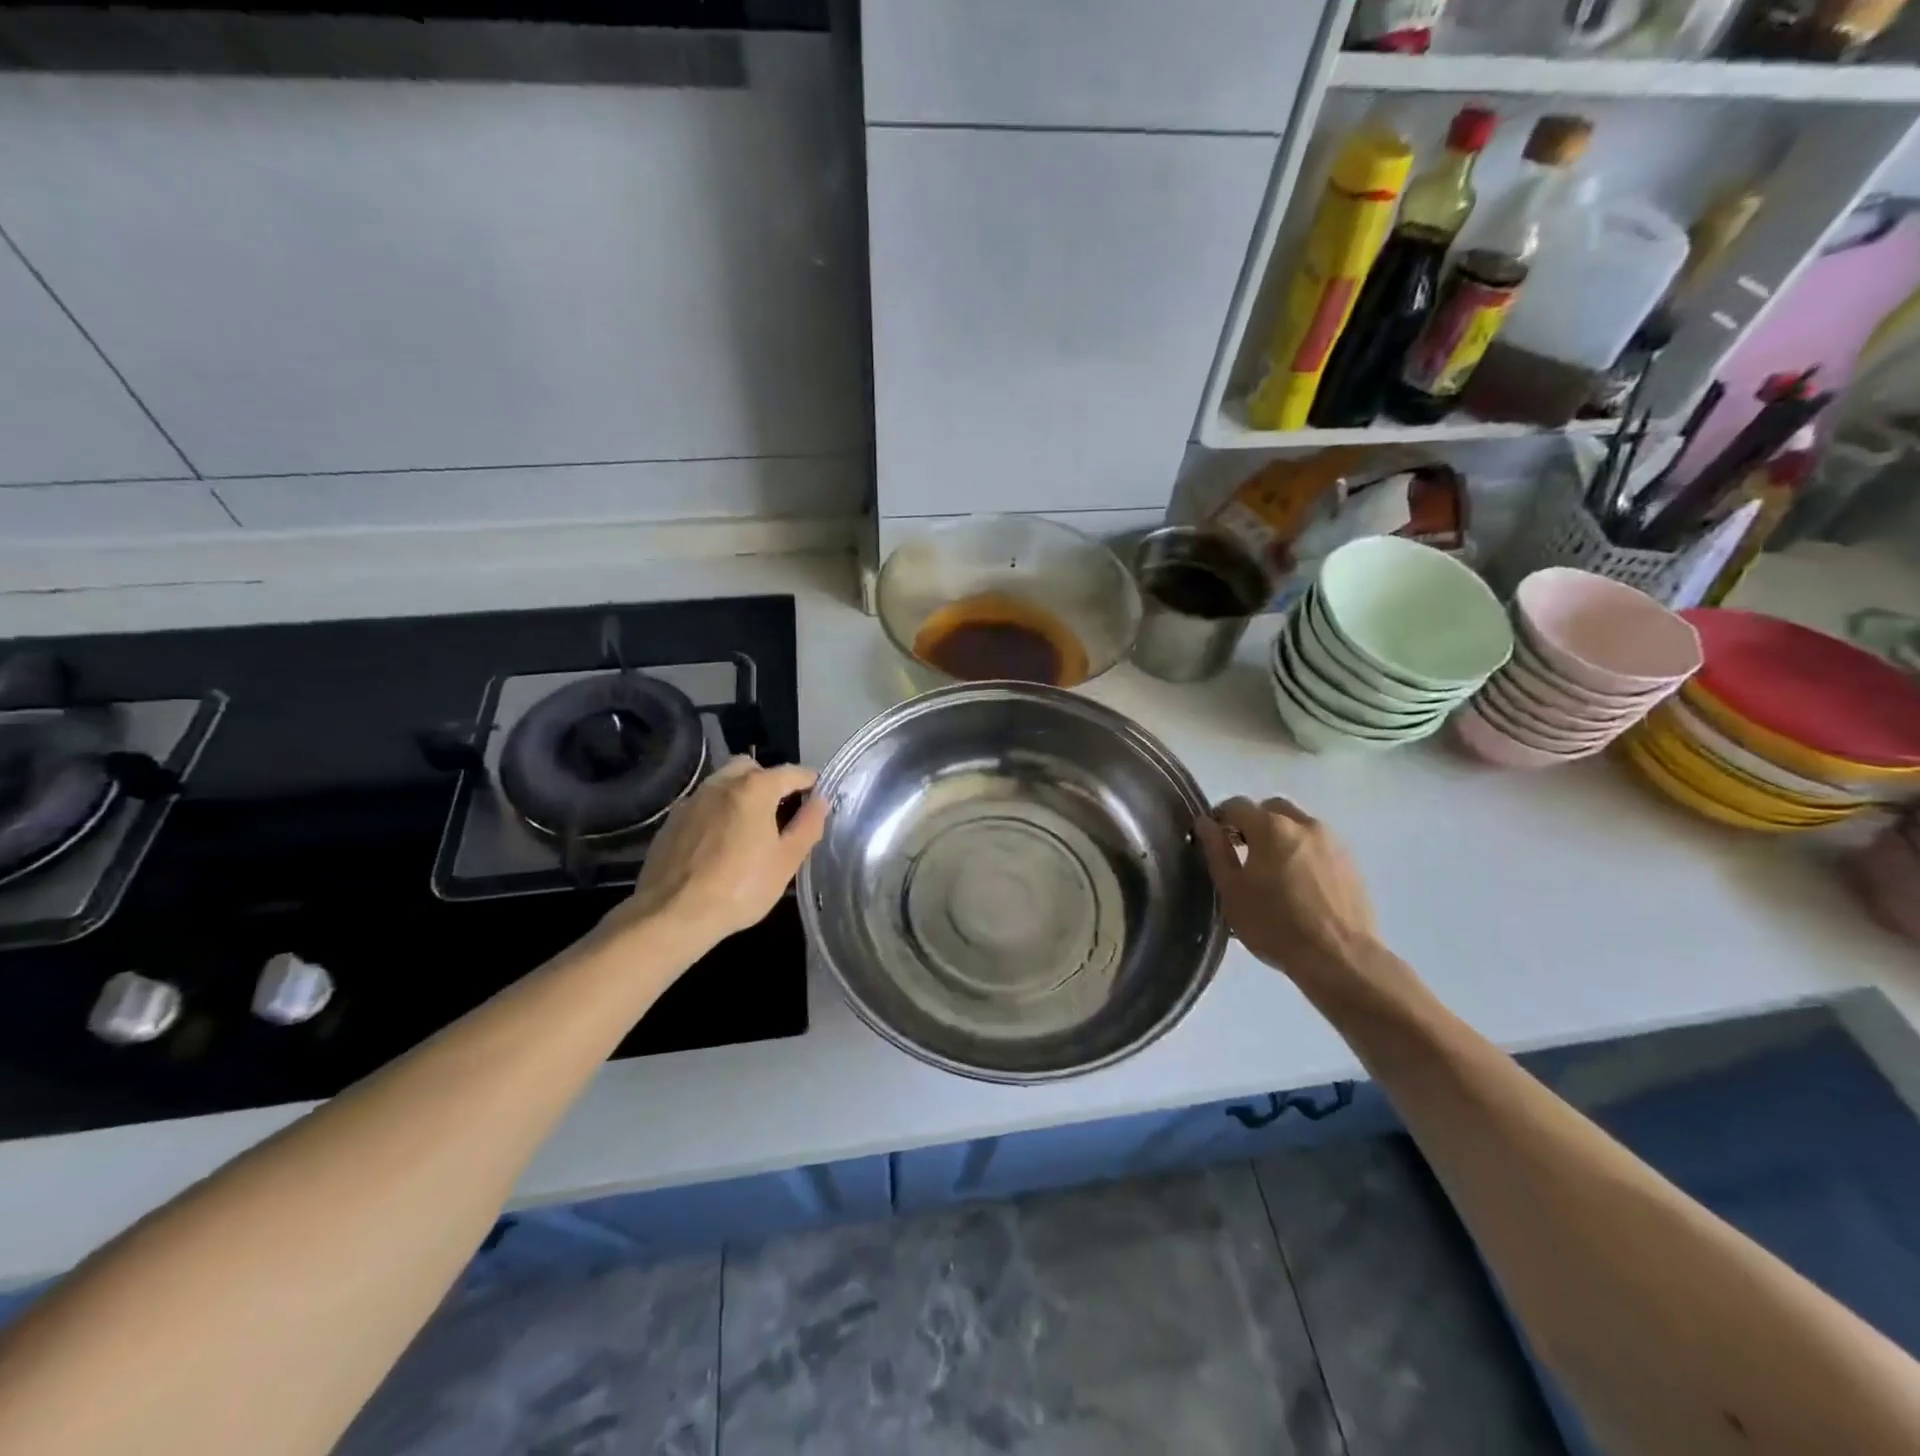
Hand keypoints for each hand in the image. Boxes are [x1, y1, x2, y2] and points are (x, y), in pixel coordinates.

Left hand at [615, 756, 829, 947]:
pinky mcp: (672, 820)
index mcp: (754, 788)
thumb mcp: (786, 861)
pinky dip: (718, 812)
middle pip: (752, 768)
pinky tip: (720, 843)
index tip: (820, 798)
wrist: (672, 914)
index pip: (792, 772)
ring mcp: (692, 800)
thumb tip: (821, 800)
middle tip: (781, 811)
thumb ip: (808, 825)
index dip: (811, 782)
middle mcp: (721, 784)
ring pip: (723, 783)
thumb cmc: (740, 888)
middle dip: (771, 781)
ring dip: (741, 794)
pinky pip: (703, 804)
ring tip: (750, 828)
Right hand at [1194, 795, 1379, 985]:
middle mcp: (1303, 824)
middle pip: (1271, 809)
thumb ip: (1216, 851)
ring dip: (1281, 836)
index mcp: (1271, 827)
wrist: (1339, 958)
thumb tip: (1205, 823)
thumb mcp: (1232, 890)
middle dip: (1254, 822)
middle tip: (1243, 852)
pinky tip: (1299, 884)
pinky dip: (1303, 852)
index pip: (1237, 805)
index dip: (1220, 817)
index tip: (1214, 839)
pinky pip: (1318, 845)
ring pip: (1298, 825)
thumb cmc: (1274, 924)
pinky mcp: (1350, 862)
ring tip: (1272, 870)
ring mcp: (1332, 841)